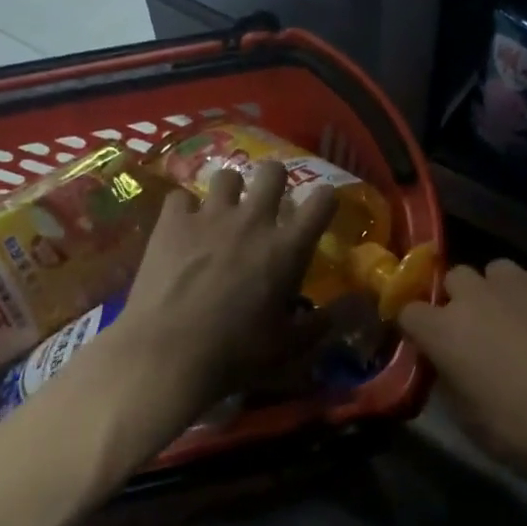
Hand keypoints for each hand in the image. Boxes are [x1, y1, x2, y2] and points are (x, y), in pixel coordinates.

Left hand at [105, 161, 338, 426]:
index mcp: (288, 247)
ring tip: (222, 212)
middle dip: (275, 181)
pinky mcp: (173, 222)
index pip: (322, 201)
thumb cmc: (237, 354)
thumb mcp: (290, 346)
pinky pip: (181, 197)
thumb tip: (358, 305)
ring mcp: (210, 215)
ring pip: (227, 175)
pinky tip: (181, 229)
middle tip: (267, 204)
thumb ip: (325, 321)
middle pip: (273, 171)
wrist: (168, 353)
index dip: (325, 200)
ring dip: (229, 191)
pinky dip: (184, 210)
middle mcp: (253, 219)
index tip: (320, 209)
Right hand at [398, 260, 526, 482]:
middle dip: (463, 300)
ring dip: (503, 293)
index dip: (419, 327)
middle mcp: (475, 294)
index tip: (430, 343)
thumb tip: (452, 370)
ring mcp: (519, 279)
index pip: (409, 311)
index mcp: (444, 331)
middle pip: (455, 280)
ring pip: (498, 272)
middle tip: (483, 332)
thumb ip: (454, 388)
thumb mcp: (476, 427)